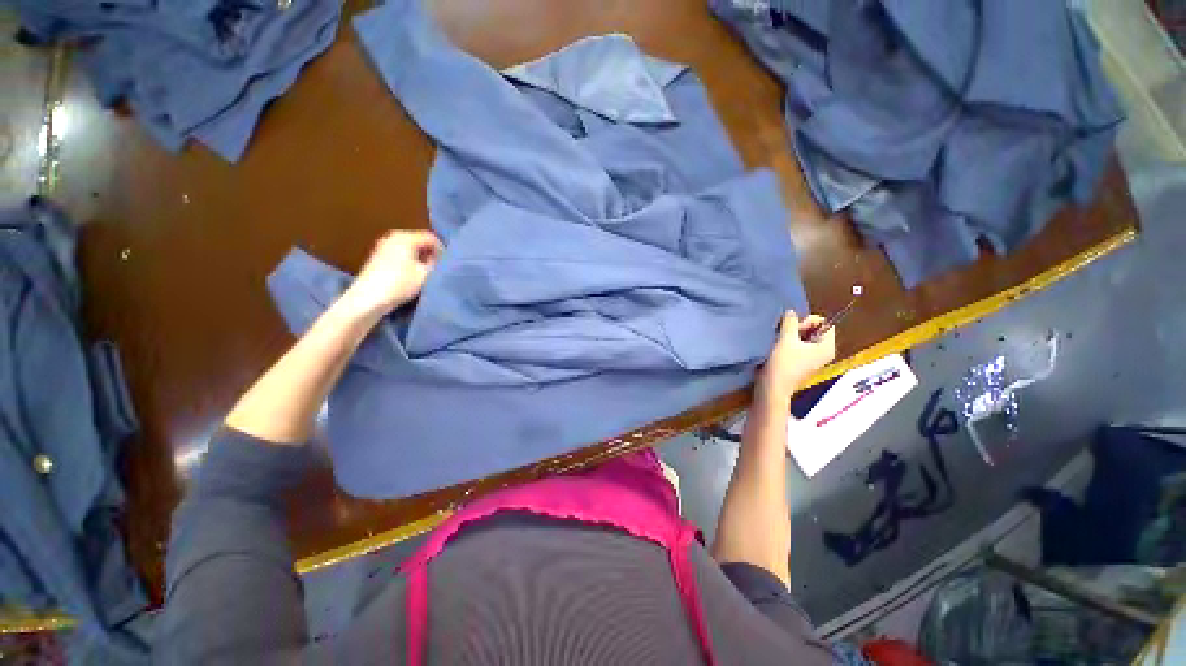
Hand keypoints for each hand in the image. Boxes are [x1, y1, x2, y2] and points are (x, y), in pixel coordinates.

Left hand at [339, 230, 442, 320]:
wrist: (368, 299)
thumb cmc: (400, 283)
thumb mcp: (426, 274)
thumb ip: (437, 264)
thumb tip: (441, 259)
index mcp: (405, 237)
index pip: (431, 237)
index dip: (442, 250)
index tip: (447, 264)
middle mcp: (393, 236)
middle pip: (420, 241)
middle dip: (431, 254)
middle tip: (439, 268)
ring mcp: (383, 246)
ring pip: (410, 249)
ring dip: (421, 259)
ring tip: (427, 273)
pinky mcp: (378, 257)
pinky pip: (401, 254)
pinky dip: (410, 262)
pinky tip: (412, 275)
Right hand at [758, 310, 835, 400]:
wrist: (772, 387)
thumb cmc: (782, 363)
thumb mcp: (786, 339)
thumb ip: (790, 322)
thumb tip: (791, 312)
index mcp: (827, 347)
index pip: (825, 323)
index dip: (808, 321)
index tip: (794, 330)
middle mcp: (823, 352)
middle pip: (815, 330)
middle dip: (798, 328)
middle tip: (785, 336)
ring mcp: (812, 359)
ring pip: (804, 337)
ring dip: (791, 336)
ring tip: (779, 342)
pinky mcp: (800, 363)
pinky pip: (798, 346)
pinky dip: (788, 344)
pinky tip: (777, 348)